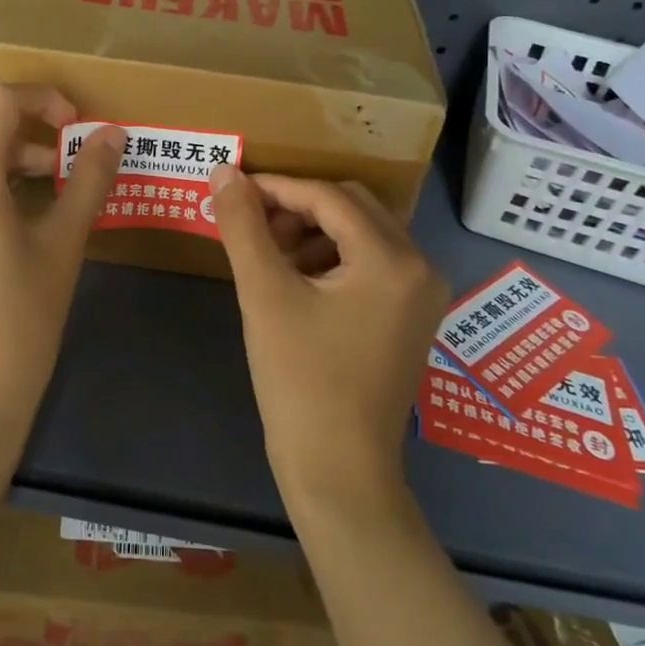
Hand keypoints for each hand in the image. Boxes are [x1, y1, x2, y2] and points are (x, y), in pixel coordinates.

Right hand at [208, 165, 448, 504]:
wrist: (339, 473)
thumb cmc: (301, 381)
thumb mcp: (265, 295)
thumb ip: (243, 226)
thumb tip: (224, 171)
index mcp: (393, 258)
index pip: (327, 197)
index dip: (276, 188)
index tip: (232, 191)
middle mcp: (419, 266)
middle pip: (351, 207)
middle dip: (297, 208)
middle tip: (252, 226)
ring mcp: (421, 294)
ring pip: (360, 232)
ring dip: (313, 231)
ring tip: (268, 257)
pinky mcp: (411, 316)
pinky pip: (370, 262)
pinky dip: (331, 257)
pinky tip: (296, 282)